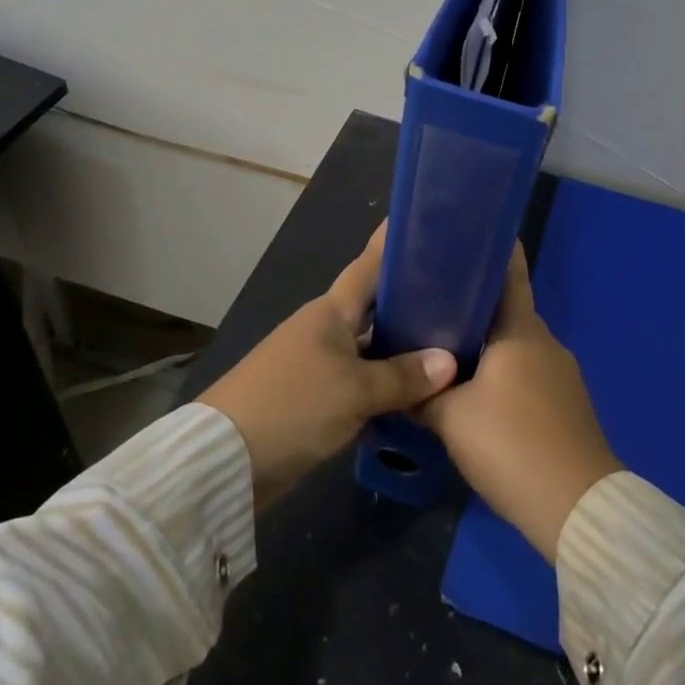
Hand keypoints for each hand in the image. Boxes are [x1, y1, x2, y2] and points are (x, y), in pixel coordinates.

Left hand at [199, 224, 457, 507]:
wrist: (226, 459)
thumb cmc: (293, 405)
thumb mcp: (355, 391)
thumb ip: (403, 376)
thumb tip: (449, 361)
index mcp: (330, 312)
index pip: (369, 268)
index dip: (392, 246)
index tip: (423, 225)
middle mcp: (323, 329)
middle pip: (374, 309)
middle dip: (410, 303)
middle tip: (459, 298)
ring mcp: (316, 364)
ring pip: (369, 348)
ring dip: (401, 349)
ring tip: (450, 346)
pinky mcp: (313, 399)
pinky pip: (359, 382)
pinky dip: (384, 385)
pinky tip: (416, 395)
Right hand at [416, 246, 620, 560]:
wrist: (577, 509)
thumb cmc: (511, 445)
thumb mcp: (451, 419)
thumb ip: (421, 394)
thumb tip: (398, 381)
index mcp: (520, 331)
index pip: (509, 273)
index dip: (491, 250)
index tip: (464, 236)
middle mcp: (545, 343)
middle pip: (507, 311)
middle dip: (473, 304)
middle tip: (431, 303)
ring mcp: (561, 375)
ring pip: (516, 346)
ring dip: (486, 344)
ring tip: (445, 348)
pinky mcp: (566, 406)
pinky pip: (527, 374)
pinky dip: (502, 373)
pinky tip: (477, 392)